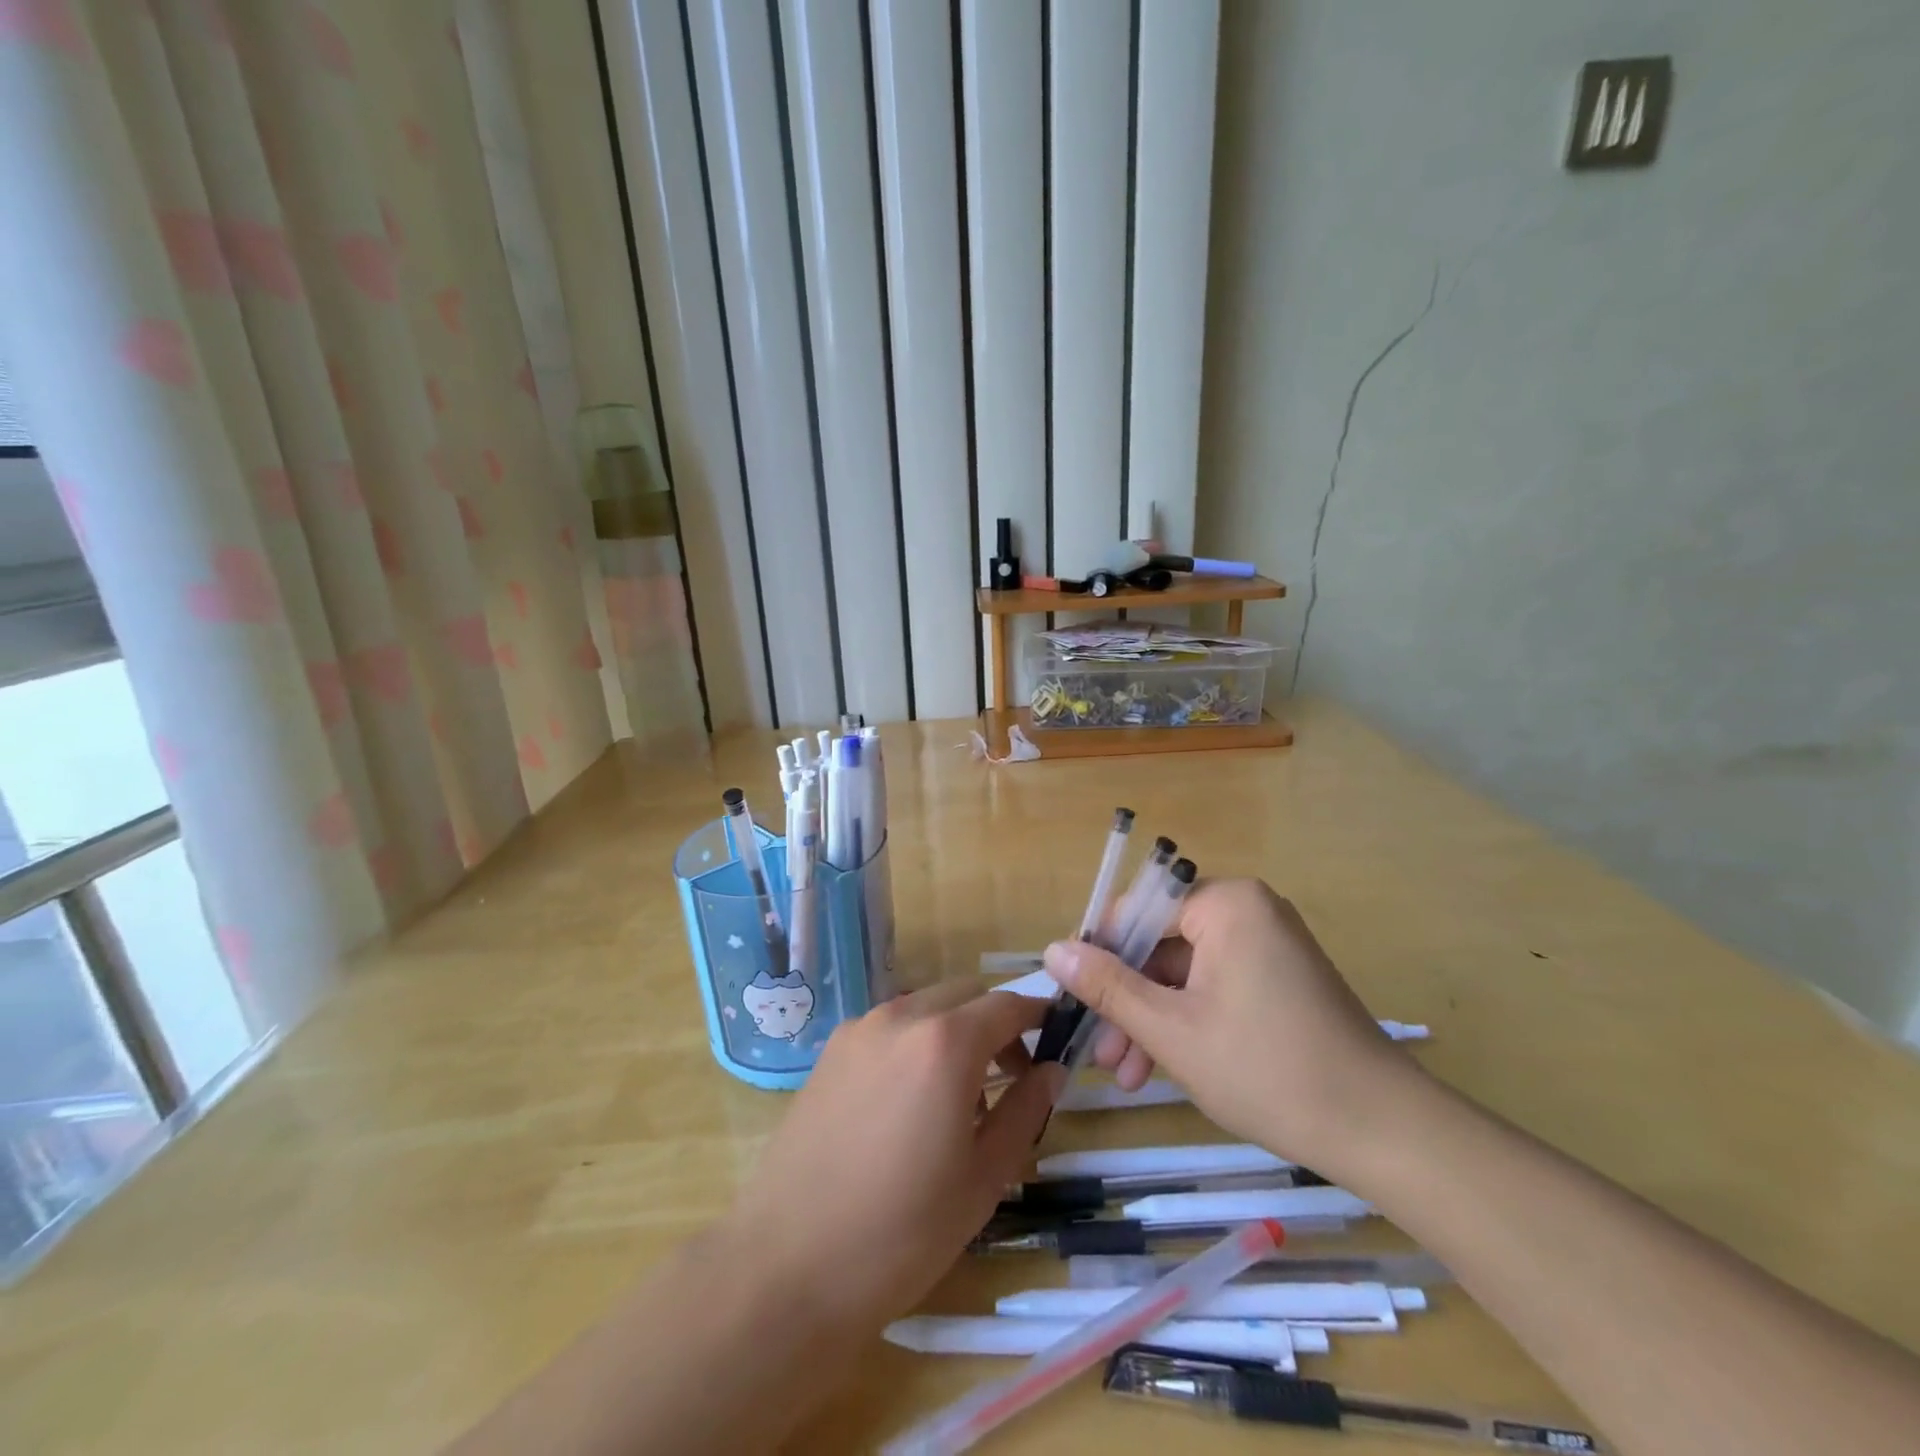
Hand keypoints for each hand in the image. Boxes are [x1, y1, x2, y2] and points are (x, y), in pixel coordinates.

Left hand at [721, 981, 1060, 1339]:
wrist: (788, 1267)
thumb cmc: (902, 1231)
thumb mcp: (984, 1177)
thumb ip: (1025, 1111)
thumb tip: (1052, 1070)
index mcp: (945, 1043)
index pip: (1006, 1004)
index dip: (1036, 1016)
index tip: (1055, 1040)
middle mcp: (900, 1017)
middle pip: (964, 995)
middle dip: (995, 1022)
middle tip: (1011, 1075)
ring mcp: (858, 1031)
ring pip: (924, 1007)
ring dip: (954, 1030)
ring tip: (958, 1097)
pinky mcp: (829, 1052)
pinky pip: (888, 1028)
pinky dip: (915, 1042)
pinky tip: (908, 1103)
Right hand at [1045, 878, 1421, 1177]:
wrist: (1383, 1131)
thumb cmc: (1267, 1069)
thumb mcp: (1171, 1029)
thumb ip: (1108, 986)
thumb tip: (1053, 950)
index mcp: (1226, 904)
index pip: (1137, 910)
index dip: (1099, 953)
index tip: (1072, 998)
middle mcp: (1248, 910)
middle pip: (1161, 944)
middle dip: (1127, 1000)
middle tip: (1101, 1053)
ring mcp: (1268, 945)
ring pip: (1185, 972)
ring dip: (1152, 1018)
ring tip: (1127, 1075)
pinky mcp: (1280, 978)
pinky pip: (1214, 985)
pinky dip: (1187, 1020)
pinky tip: (1163, 1067)